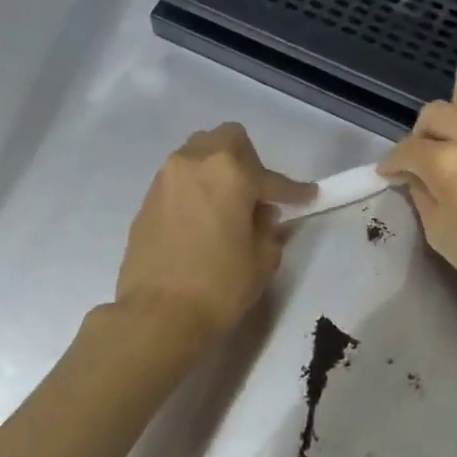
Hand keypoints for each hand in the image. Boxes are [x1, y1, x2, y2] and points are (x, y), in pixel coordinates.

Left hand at [115, 124, 312, 349]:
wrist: (157, 315)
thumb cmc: (218, 287)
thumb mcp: (261, 260)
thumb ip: (268, 230)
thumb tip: (262, 217)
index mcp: (229, 172)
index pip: (271, 177)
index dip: (294, 191)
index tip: (309, 196)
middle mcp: (194, 162)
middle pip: (228, 141)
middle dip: (248, 162)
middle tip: (256, 196)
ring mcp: (165, 178)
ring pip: (198, 155)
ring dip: (218, 173)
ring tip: (228, 207)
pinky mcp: (147, 200)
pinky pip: (180, 181)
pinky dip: (196, 191)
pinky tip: (202, 221)